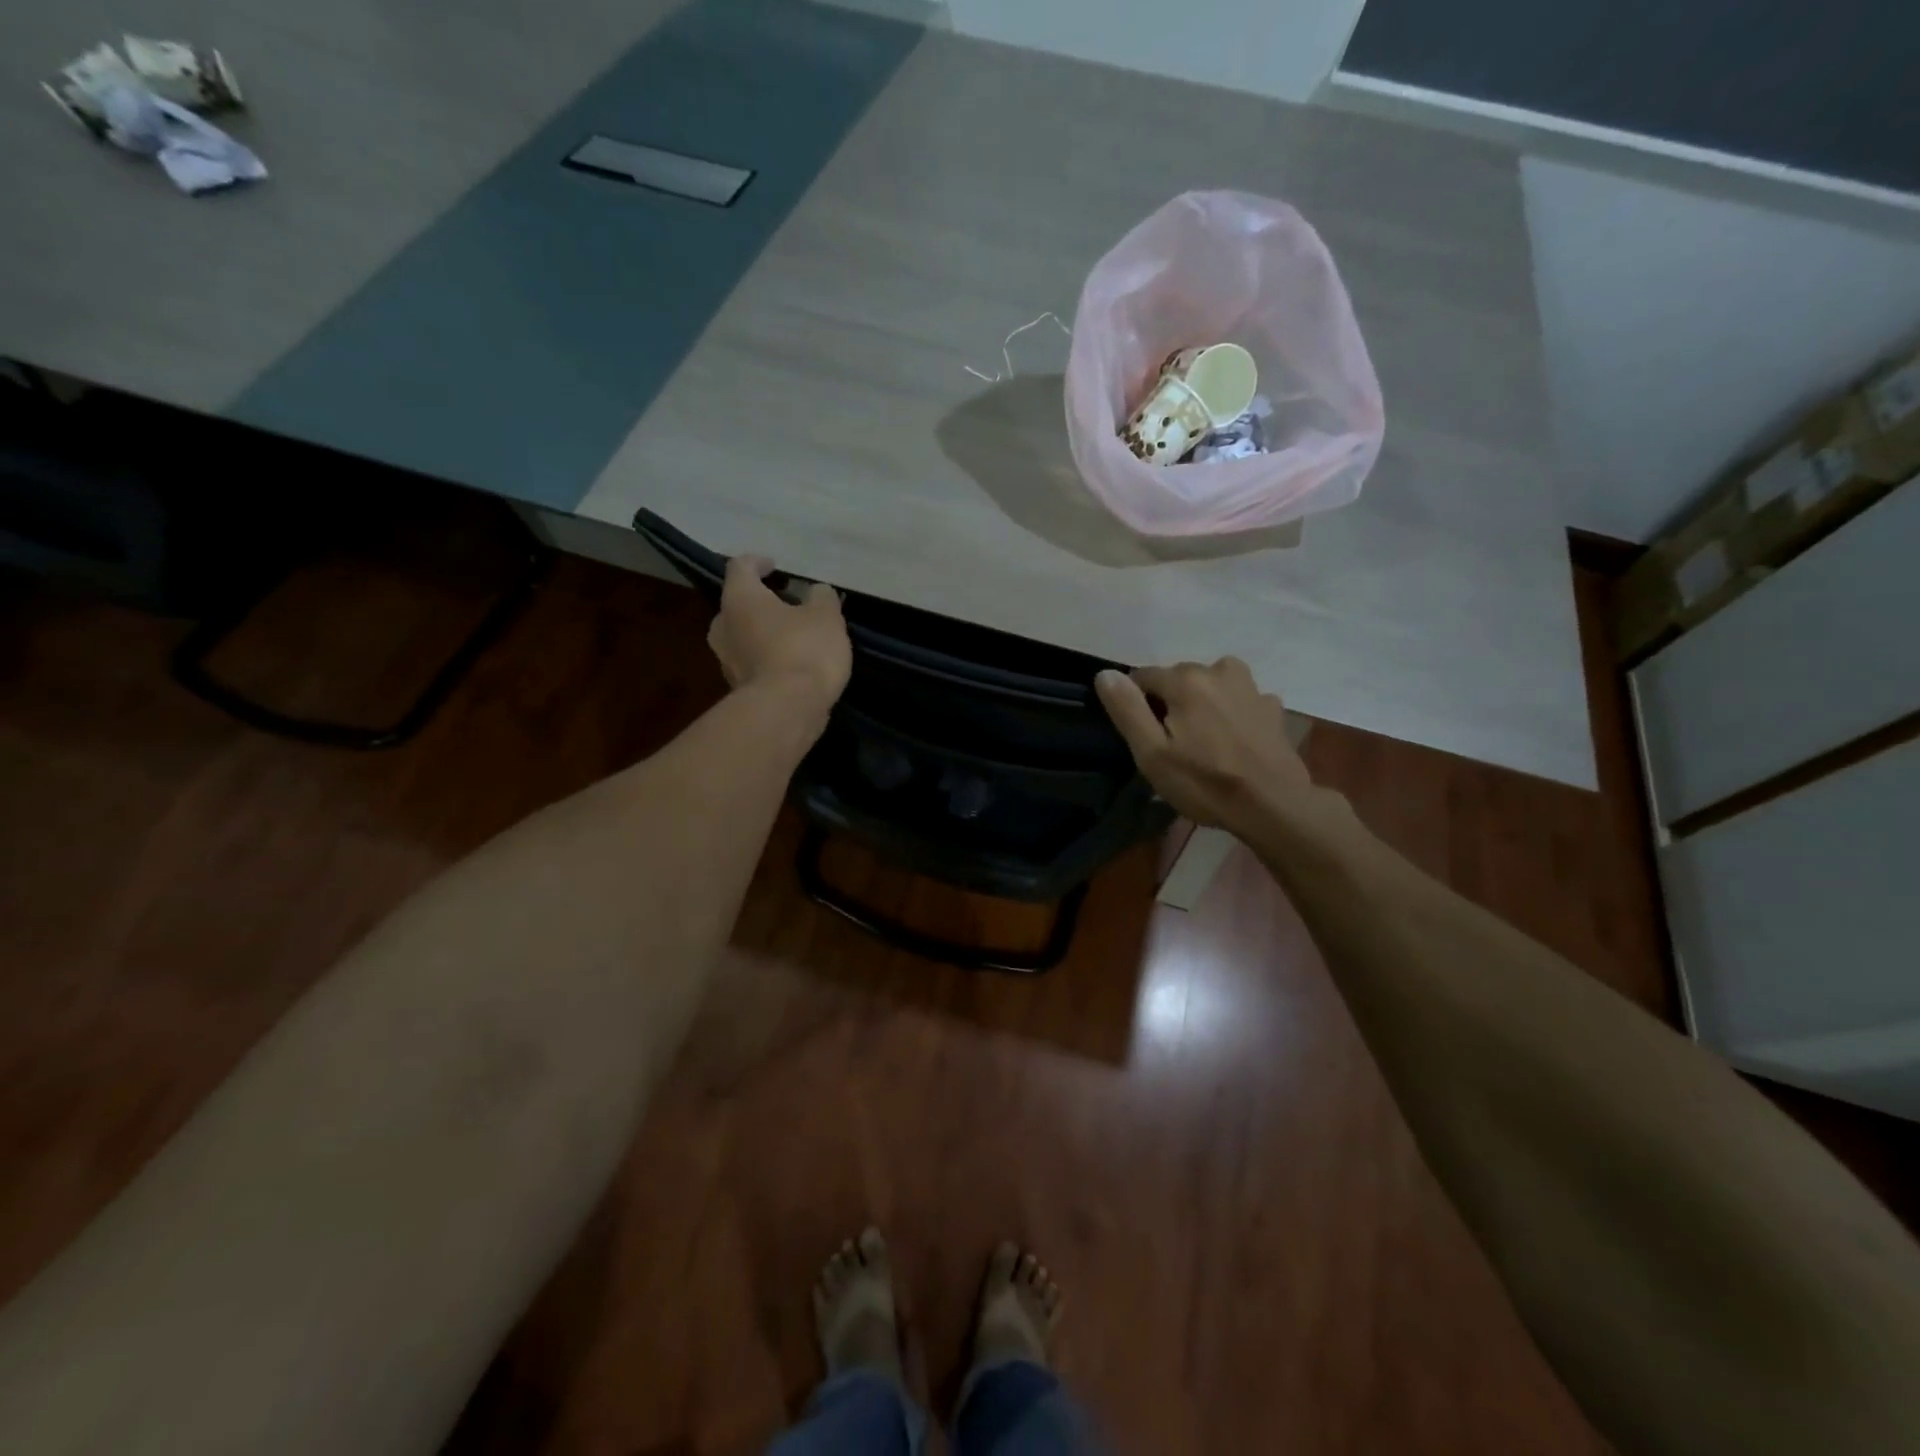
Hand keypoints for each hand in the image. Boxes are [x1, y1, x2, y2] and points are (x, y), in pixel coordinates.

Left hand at [708, 555, 851, 716]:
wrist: (787, 710)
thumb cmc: (804, 650)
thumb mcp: (826, 616)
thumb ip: (822, 598)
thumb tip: (817, 592)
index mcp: (740, 599)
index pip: (740, 567)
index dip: (757, 562)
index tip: (775, 565)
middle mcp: (723, 626)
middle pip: (736, 604)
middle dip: (759, 602)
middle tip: (784, 604)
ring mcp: (726, 661)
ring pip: (742, 636)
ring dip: (762, 633)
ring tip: (791, 636)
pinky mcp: (737, 689)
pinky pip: (751, 663)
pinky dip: (767, 659)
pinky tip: (791, 665)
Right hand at [1095, 658, 1310, 837]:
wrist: (1272, 806)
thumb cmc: (1204, 783)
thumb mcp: (1152, 753)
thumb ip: (1127, 709)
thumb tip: (1105, 674)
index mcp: (1186, 679)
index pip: (1143, 677)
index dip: (1137, 705)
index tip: (1145, 736)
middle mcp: (1219, 670)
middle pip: (1179, 679)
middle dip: (1171, 703)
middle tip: (1174, 745)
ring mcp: (1251, 687)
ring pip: (1211, 685)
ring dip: (1202, 703)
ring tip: (1204, 740)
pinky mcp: (1272, 707)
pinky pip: (1239, 700)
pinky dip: (1231, 712)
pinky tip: (1233, 741)